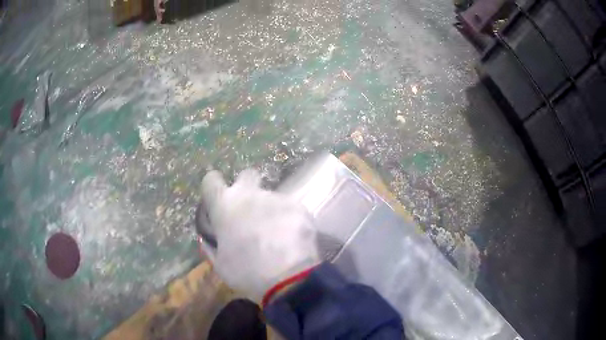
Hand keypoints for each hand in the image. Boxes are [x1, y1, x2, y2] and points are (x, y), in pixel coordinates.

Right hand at [199, 169, 319, 301]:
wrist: (287, 279)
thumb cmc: (246, 273)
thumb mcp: (220, 264)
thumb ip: (212, 246)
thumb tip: (208, 240)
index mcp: (225, 206)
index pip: (211, 180)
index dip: (213, 186)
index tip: (217, 197)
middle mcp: (250, 195)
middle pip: (247, 175)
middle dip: (246, 186)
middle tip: (250, 210)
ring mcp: (276, 198)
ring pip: (271, 198)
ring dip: (270, 211)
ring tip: (276, 235)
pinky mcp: (298, 207)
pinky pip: (290, 209)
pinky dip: (289, 220)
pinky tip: (292, 239)